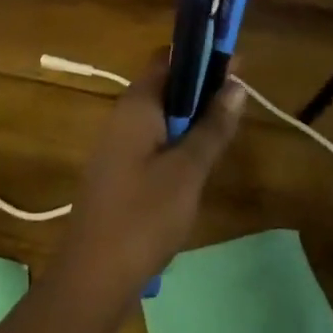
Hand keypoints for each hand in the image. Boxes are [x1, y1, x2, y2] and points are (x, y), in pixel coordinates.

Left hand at [51, 51, 245, 304]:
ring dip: (192, 116)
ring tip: (227, 129)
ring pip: (161, 116)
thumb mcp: (188, 170)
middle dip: (202, 87)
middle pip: (165, 86)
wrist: (93, 277)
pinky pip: (153, 141)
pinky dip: (179, 141)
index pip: (167, 59)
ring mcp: (117, 146)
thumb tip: (236, 84)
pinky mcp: (119, 173)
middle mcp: (122, 117)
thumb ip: (212, 126)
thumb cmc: (144, 216)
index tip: (236, 64)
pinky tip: (199, 162)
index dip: (201, 55)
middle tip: (239, 100)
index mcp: (136, 106)